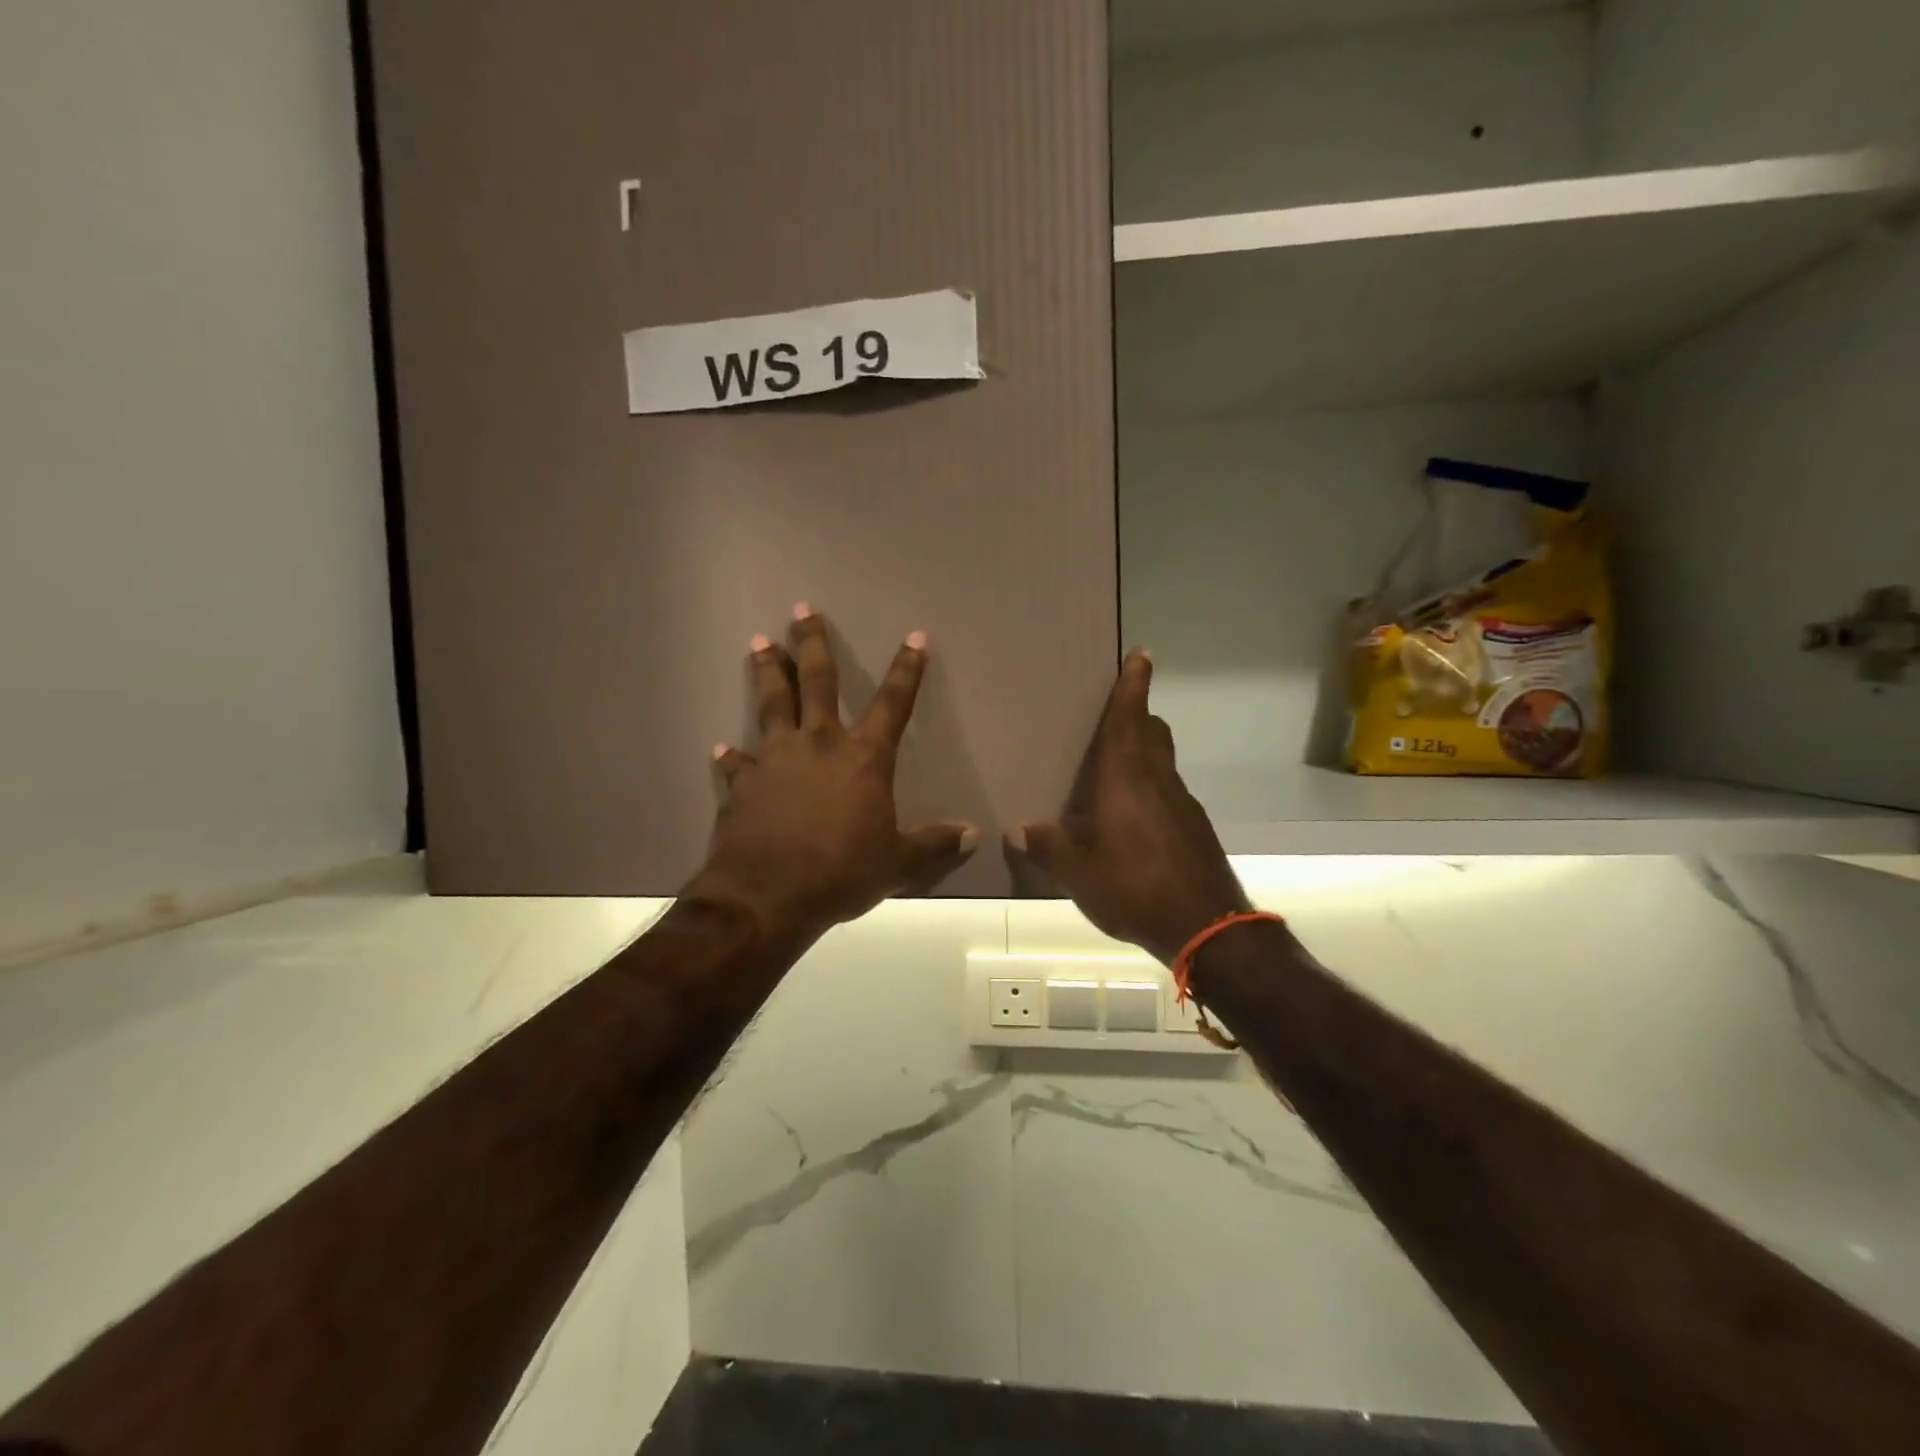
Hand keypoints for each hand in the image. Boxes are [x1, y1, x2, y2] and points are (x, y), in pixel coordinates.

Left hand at [687, 605, 977, 941]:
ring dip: (765, 672)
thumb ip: (933, 844)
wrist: (769, 895)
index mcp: (863, 758)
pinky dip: (732, 758)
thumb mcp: (898, 863)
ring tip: (758, 643)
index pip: (893, 704)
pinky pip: (737, 764)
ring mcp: (775, 760)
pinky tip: (722, 750)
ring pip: (771, 704)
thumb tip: (972, 834)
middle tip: (801, 608)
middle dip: (812, 643)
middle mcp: (819, 745)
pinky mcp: (743, 784)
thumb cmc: (841, 873)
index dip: (907, 670)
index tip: (915, 638)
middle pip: (817, 682)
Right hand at [1009, 650, 1248, 964]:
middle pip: (1152, 733)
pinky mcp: (1193, 827)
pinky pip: (1167, 791)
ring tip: (1113, 766)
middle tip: (1114, 711)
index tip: (1142, 655)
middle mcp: (1158, 780)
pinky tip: (1131, 817)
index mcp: (1127, 777)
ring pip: (1162, 762)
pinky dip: (1150, 787)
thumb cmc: (1135, 887)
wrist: (1206, 926)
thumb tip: (1016, 830)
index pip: (1131, 718)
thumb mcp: (1079, 872)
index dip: (1134, 685)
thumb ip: (1047, 847)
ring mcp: (1181, 803)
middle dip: (1138, 715)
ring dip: (1143, 752)